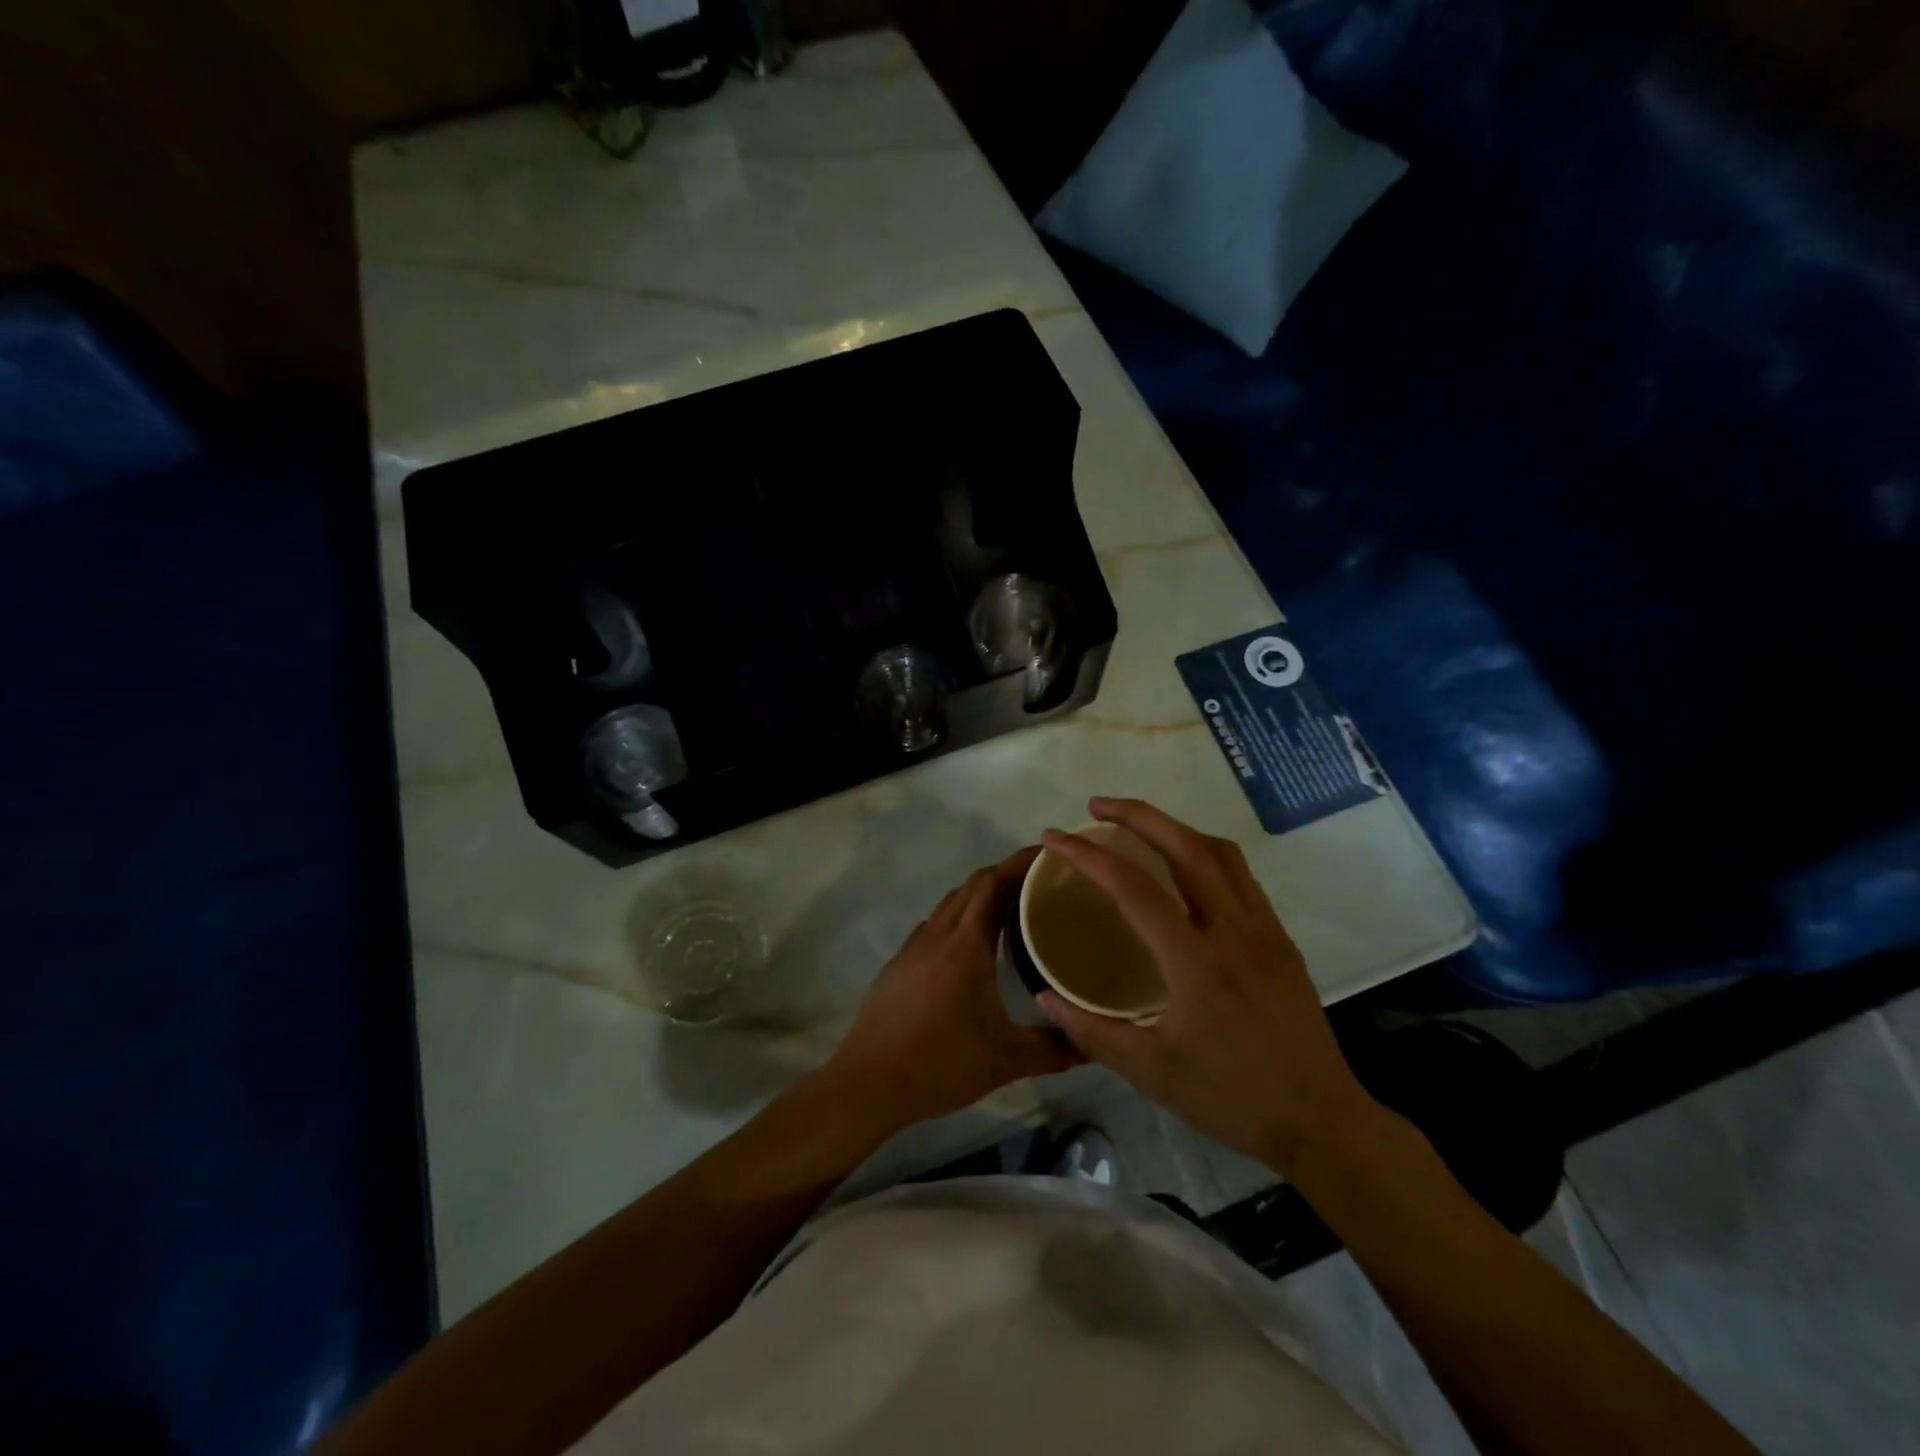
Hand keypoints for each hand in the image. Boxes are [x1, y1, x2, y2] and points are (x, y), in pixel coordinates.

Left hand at [825, 847, 1080, 1130]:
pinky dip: (958, 918)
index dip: (1019, 863)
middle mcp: (938, 934)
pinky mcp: (899, 963)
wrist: (869, 1081)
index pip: (993, 884)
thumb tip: (1094, 1045)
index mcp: (966, 944)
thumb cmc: (940, 1063)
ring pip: (951, 903)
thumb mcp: (1006, 1060)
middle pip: (972, 885)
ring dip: (979, 895)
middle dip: (1005, 874)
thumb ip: (1053, 1048)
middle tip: (1039, 882)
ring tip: (1010, 907)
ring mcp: (913, 947)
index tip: (1047, 856)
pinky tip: (971, 946)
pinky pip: (935, 924)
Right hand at [1035, 798, 1374, 1175]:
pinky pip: (1240, 875)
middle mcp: (1233, 929)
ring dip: (1175, 827)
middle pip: (1186, 846)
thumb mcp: (1150, 1072)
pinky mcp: (1281, 938)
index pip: (1133, 887)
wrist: (1320, 1120)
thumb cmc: (1231, 1098)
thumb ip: (1090, 1030)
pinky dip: (1204, 853)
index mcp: (1195, 960)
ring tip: (1140, 827)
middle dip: (1138, 814)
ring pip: (1220, 852)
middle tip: (1097, 806)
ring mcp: (1264, 929)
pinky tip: (1184, 870)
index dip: (1088, 855)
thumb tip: (1044, 995)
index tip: (1056, 837)